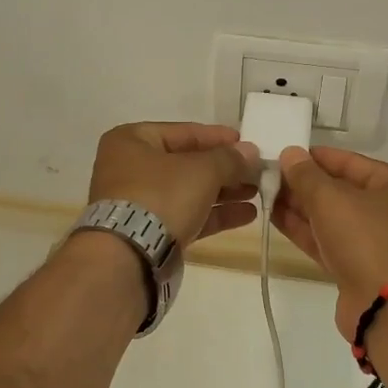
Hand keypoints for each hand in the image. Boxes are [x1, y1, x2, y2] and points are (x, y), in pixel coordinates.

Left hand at [87, 122, 259, 245]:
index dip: (218, 137)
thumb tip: (251, 152)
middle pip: (187, 162)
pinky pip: (187, 215)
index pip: (184, 132)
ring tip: (257, 193)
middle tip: (256, 171)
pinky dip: (214, 214)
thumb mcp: (202, 170)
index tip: (247, 142)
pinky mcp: (150, 232)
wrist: (129, 255)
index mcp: (132, 140)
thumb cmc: (161, 195)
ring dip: (224, 192)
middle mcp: (131, 167)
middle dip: (225, 168)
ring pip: (189, 191)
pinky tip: (247, 215)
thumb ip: (230, 159)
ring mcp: (139, 202)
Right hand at [271, 145, 387, 337]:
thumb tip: (290, 154)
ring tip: (265, 193)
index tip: (285, 153)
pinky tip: (275, 218)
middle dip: (304, 183)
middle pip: (340, 189)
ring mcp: (373, 241)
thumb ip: (306, 175)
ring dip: (299, 207)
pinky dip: (304, 230)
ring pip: (331, 217)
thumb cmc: (366, 239)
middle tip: (268, 174)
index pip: (350, 161)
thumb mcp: (331, 199)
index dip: (316, 157)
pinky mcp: (357, 268)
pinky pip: (327, 240)